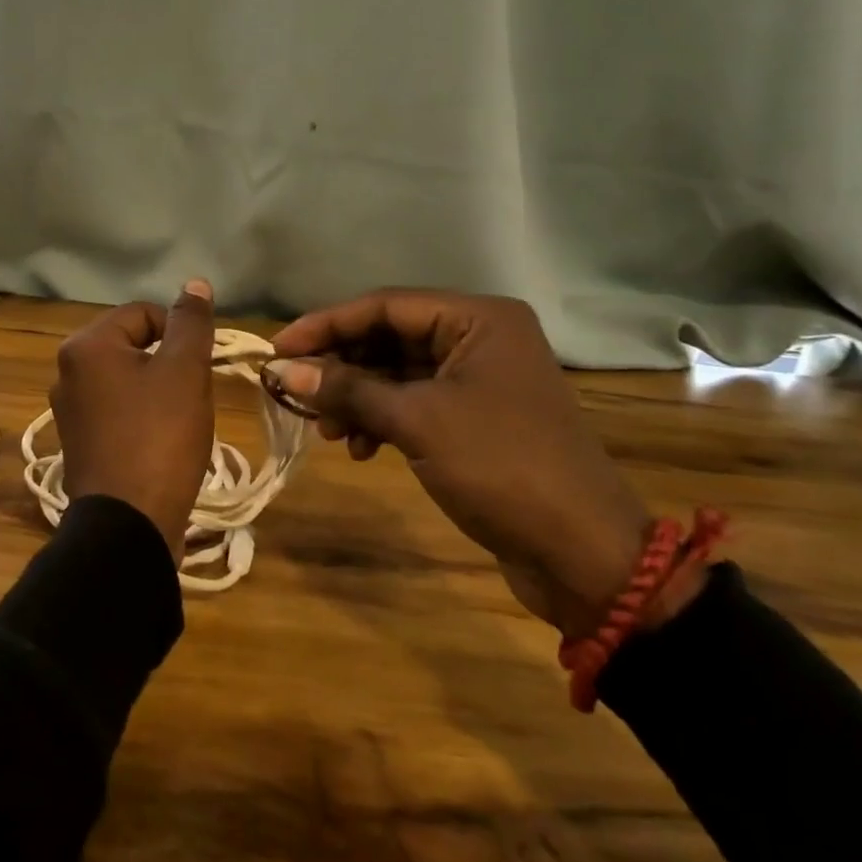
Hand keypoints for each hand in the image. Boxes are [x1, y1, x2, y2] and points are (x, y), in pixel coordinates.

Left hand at [50, 280, 217, 561]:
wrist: (128, 525)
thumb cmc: (159, 437)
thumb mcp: (185, 371)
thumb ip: (191, 323)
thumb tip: (194, 283)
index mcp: (86, 346)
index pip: (144, 313)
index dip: (180, 333)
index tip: (199, 368)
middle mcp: (67, 371)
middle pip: (133, 346)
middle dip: (169, 364)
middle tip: (191, 396)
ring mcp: (69, 410)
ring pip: (127, 380)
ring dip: (158, 392)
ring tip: (179, 422)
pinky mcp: (78, 443)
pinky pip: (117, 412)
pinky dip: (141, 418)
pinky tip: (160, 444)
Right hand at [271, 291, 662, 637]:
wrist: (583, 556)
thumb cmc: (501, 468)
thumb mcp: (417, 422)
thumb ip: (348, 390)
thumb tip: (283, 371)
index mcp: (477, 320)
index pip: (385, 306)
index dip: (326, 324)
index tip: (278, 348)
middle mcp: (479, 339)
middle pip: (389, 338)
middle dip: (341, 366)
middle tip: (295, 391)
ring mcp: (478, 381)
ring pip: (397, 374)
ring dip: (356, 397)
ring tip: (327, 431)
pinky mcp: (474, 419)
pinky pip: (413, 404)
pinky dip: (381, 420)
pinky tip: (360, 448)